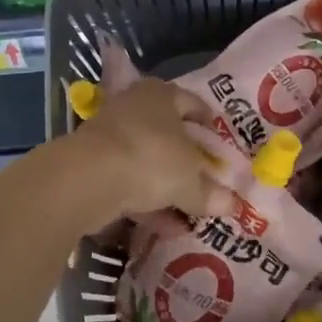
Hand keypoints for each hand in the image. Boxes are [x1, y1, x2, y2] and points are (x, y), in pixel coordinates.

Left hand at [63, 78, 226, 222]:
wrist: (88, 178)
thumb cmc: (152, 159)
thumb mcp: (190, 180)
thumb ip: (211, 193)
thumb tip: (233, 205)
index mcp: (161, 95)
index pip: (192, 103)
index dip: (209, 124)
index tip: (220, 145)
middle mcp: (134, 106)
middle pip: (167, 133)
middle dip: (186, 161)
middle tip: (205, 181)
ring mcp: (109, 134)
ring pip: (146, 160)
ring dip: (166, 186)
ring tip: (188, 213)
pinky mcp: (92, 163)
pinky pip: (127, 181)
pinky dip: (145, 201)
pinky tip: (164, 227)